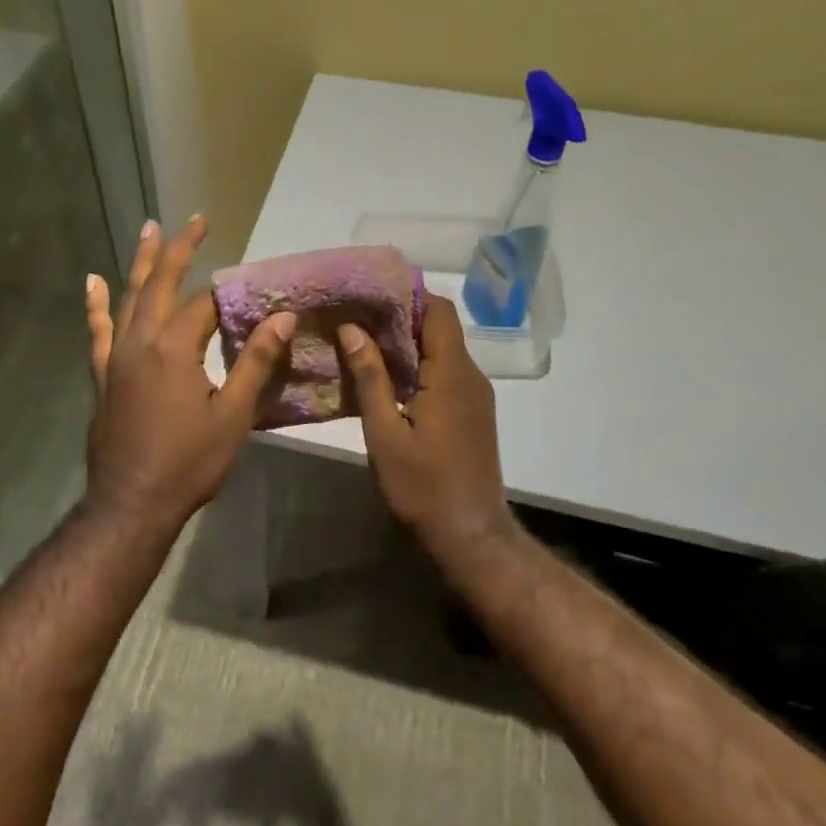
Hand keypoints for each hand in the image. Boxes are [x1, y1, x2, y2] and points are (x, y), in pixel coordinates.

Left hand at [83, 215, 296, 528]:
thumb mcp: (233, 416)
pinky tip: (92, 282)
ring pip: (130, 297)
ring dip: (142, 262)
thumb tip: (282, 317)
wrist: (131, 504)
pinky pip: (98, 330)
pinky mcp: (102, 374)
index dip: (231, 293)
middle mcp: (141, 341)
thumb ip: (255, 362)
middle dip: (180, 249)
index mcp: (175, 348)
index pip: (206, 304)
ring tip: (149, 228)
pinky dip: (96, 305)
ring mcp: (116, 356)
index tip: (255, 287)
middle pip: (163, 284)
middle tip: (196, 220)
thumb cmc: (188, 462)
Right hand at [337, 297, 513, 555]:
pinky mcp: (471, 411)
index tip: (371, 291)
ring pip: (441, 349)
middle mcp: (469, 375)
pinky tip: (385, 375)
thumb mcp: (385, 434)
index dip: (408, 294)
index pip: (438, 311)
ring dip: (406, 341)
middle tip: (355, 314)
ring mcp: (474, 394)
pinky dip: (417, 363)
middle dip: (399, 315)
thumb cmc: (423, 486)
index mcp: (451, 374)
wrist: (471, 535)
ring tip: (362, 339)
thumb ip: (370, 377)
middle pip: (439, 327)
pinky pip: (444, 372)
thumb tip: (352, 328)